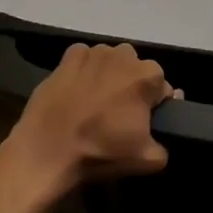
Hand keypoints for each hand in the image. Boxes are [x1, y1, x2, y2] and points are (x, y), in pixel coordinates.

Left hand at [4, 43, 174, 193]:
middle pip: (136, 70)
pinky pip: (85, 59)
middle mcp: (124, 54)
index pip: (162, 87)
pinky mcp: (68, 56)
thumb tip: (161, 130)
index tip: (142, 122)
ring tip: (95, 101)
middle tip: (118, 113)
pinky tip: (77, 90)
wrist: (47, 149)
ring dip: (109, 75)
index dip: (154, 106)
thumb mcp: (147, 160)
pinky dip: (85, 70)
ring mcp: (94, 52)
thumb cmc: (101, 151)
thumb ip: (165, 144)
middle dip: (132, 86)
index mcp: (147, 75)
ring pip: (111, 61)